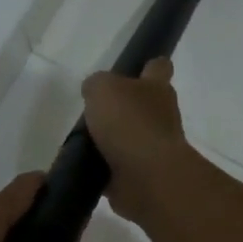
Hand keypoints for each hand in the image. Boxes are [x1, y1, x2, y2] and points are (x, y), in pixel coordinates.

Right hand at [81, 58, 196, 221]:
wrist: (146, 177)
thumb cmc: (129, 123)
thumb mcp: (103, 89)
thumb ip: (96, 84)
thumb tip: (94, 92)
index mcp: (157, 89)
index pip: (159, 67)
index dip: (148, 65)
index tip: (134, 68)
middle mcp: (161, 117)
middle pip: (143, 106)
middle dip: (123, 108)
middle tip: (94, 109)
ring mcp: (152, 149)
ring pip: (130, 138)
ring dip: (111, 140)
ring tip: (81, 140)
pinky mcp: (140, 176)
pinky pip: (118, 168)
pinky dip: (103, 168)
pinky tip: (83, 166)